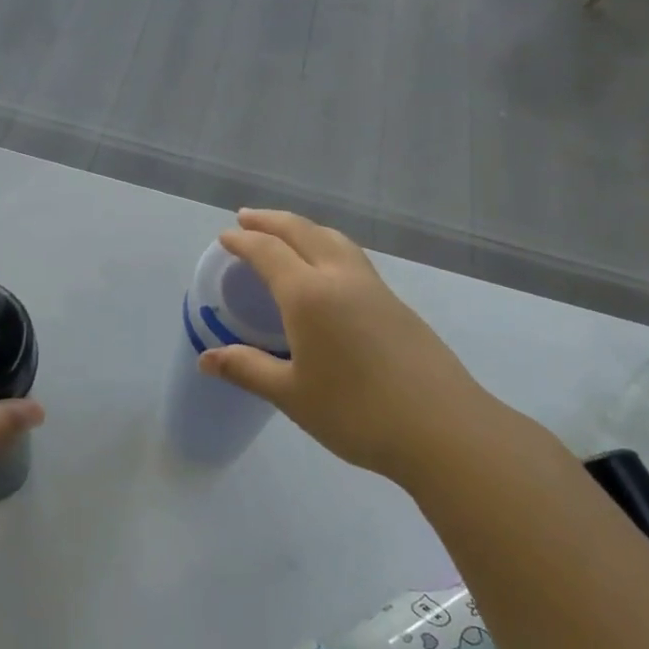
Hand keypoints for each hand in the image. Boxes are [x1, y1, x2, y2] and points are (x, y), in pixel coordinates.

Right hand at [197, 210, 495, 482]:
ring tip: (286, 233)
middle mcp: (341, 278)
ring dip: (304, 228)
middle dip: (271, 221)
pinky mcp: (396, 303)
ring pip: (334, 239)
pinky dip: (327, 246)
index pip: (268, 252)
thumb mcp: (291, 394)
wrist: (443, 429)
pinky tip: (327, 269)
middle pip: (303, 231)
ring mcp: (374, 288)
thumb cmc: (356, 413)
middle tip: (247, 218)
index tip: (225, 237)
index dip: (243, 241)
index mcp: (309, 295)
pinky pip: (352, 257)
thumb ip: (247, 369)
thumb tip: (205, 359)